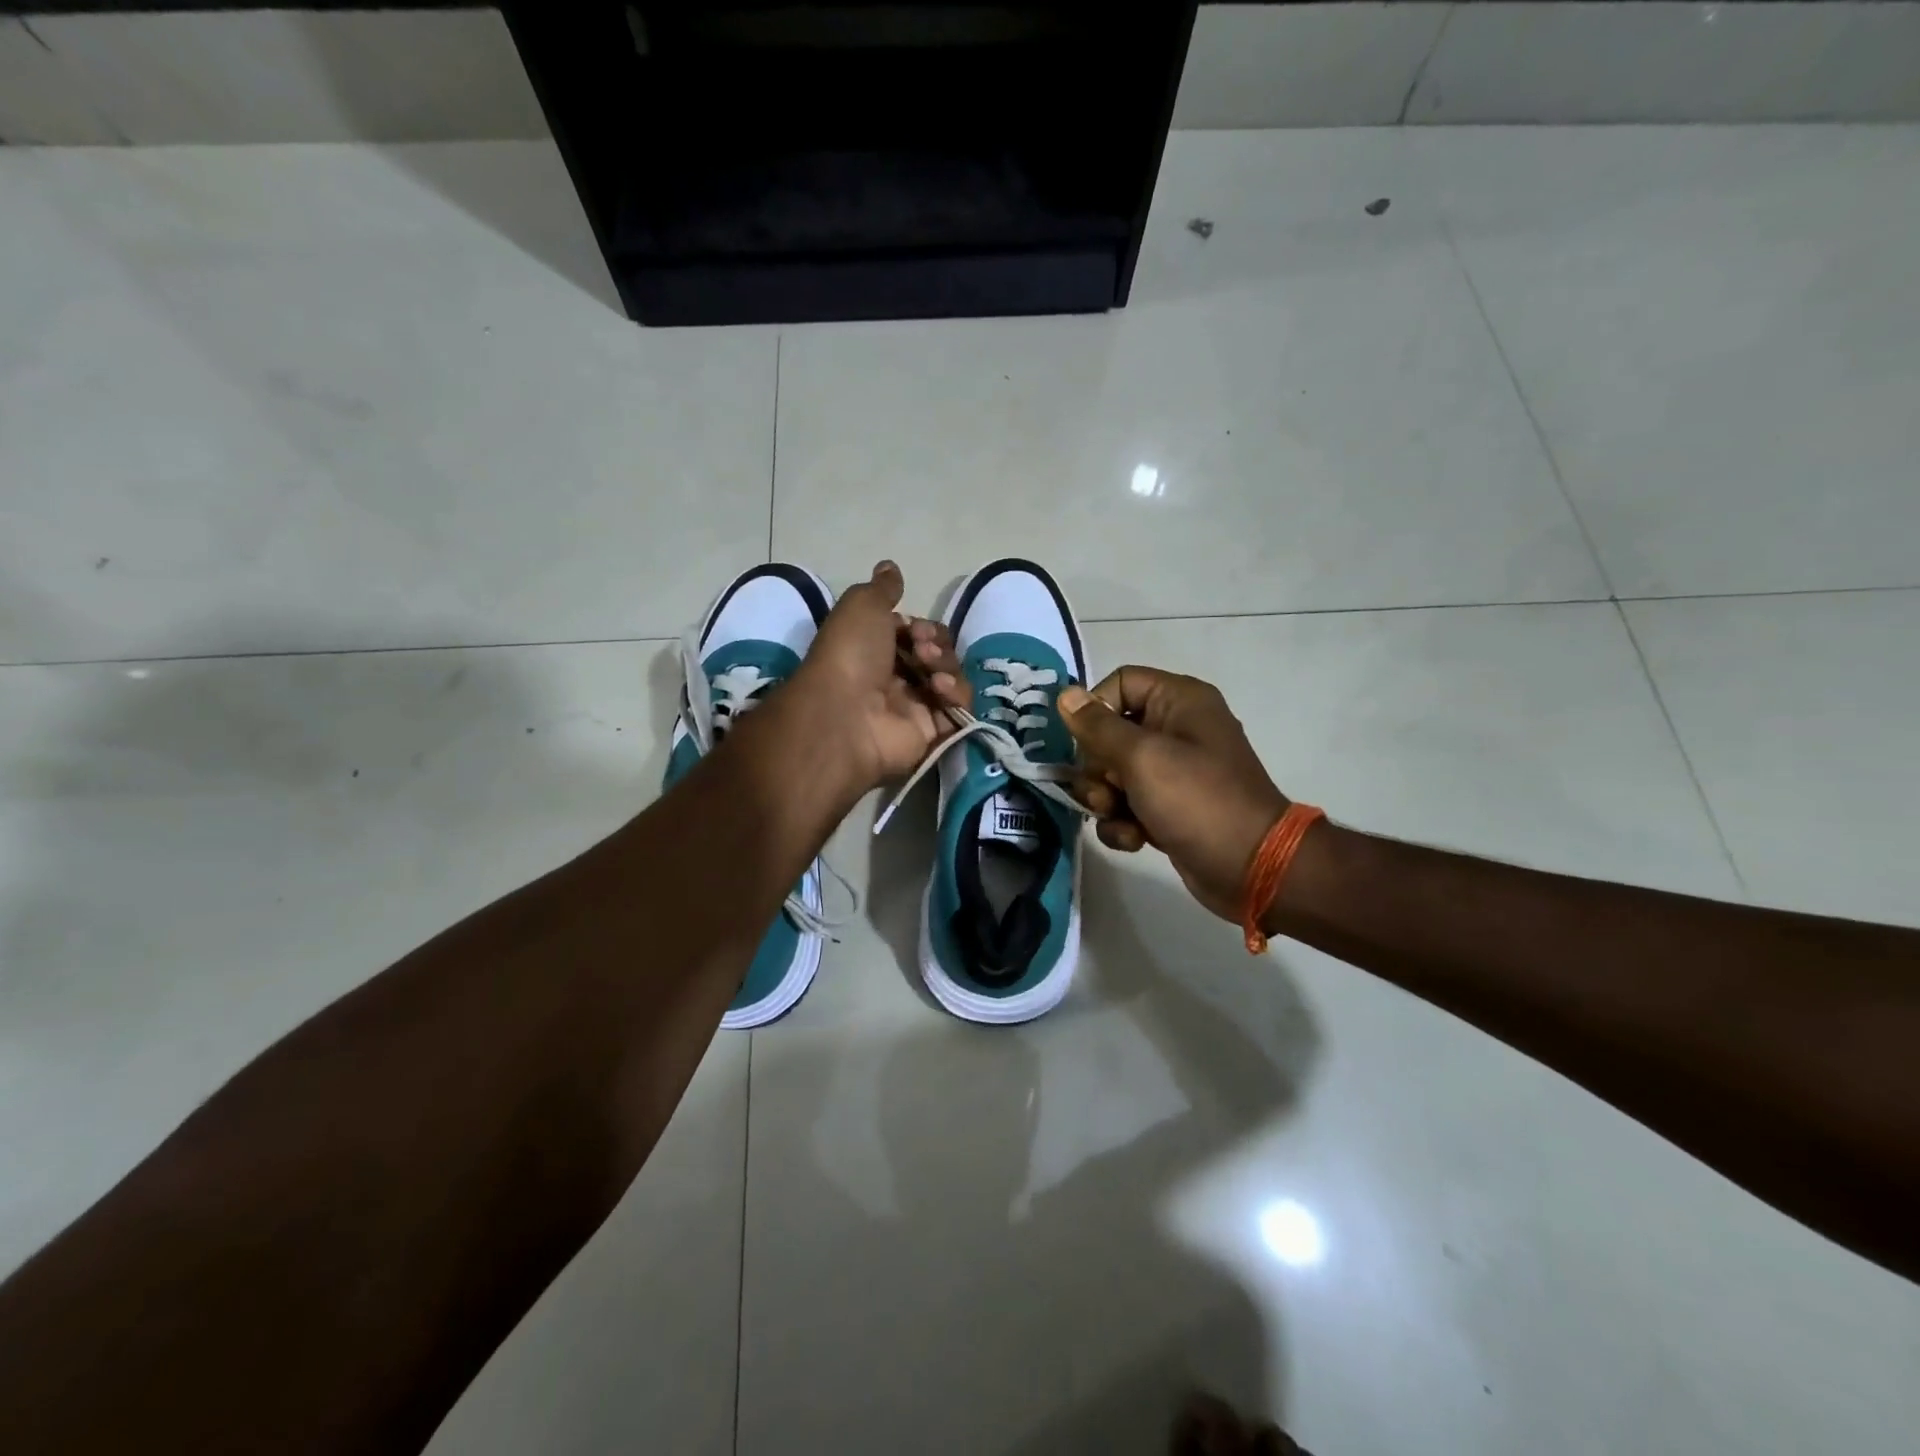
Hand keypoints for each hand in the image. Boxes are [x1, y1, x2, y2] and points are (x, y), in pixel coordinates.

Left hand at [791, 561, 969, 789]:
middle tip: (922, 648)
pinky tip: (939, 689)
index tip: (915, 629)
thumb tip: (889, 566)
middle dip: (937, 645)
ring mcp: (914, 707)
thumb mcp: (861, 606)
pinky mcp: (933, 732)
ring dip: (947, 666)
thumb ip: (882, 588)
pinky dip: (956, 694)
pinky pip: (959, 709)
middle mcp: (895, 679)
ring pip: (952, 678)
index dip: (924, 628)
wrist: (846, 714)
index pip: (917, 634)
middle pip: (938, 654)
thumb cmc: (850, 655)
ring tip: (930, 670)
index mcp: (876, 650)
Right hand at [1058, 667, 1288, 921]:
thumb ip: (1097, 726)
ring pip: (1112, 773)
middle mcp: (1176, 728)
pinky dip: (1123, 822)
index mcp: (1178, 701)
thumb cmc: (1197, 800)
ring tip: (1119, 817)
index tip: (1085, 743)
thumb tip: (1065, 694)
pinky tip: (1135, 839)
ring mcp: (1172, 771)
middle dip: (1097, 767)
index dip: (1095, 711)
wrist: (1250, 867)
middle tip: (1106, 791)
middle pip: (1108, 733)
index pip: (1119, 684)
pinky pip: (1126, 804)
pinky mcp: (1167, 807)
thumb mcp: (1141, 758)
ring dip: (1105, 799)